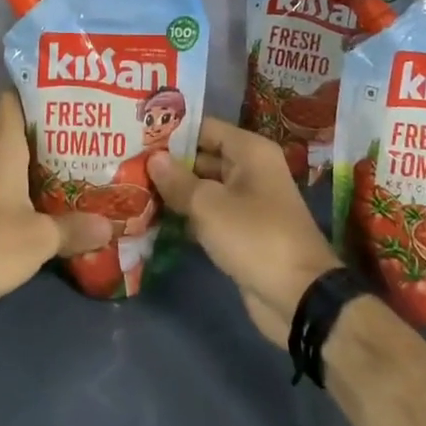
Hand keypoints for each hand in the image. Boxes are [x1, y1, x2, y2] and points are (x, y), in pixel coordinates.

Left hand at [0, 91, 110, 313]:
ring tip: (72, 171)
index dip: (32, 90)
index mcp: (1, 150)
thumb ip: (74, 228)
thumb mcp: (40, 238)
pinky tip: (43, 208)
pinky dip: (20, 192)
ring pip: (7, 164)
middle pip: (15, 133)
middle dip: (47, 134)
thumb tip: (108, 225)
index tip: (62, 91)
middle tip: (83, 137)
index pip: (11, 101)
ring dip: (34, 166)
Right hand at [149, 118, 341, 346]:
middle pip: (202, 157)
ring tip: (132, 187)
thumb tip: (153, 158)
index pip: (204, 128)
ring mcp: (247, 202)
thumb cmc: (254, 237)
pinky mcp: (241, 231)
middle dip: (167, 162)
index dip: (171, 131)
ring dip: (173, 191)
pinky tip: (152, 218)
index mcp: (250, 152)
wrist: (299, 297)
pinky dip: (186, 215)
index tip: (136, 134)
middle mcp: (250, 170)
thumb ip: (177, 180)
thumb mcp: (209, 205)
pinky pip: (208, 214)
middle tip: (127, 162)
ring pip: (203, 188)